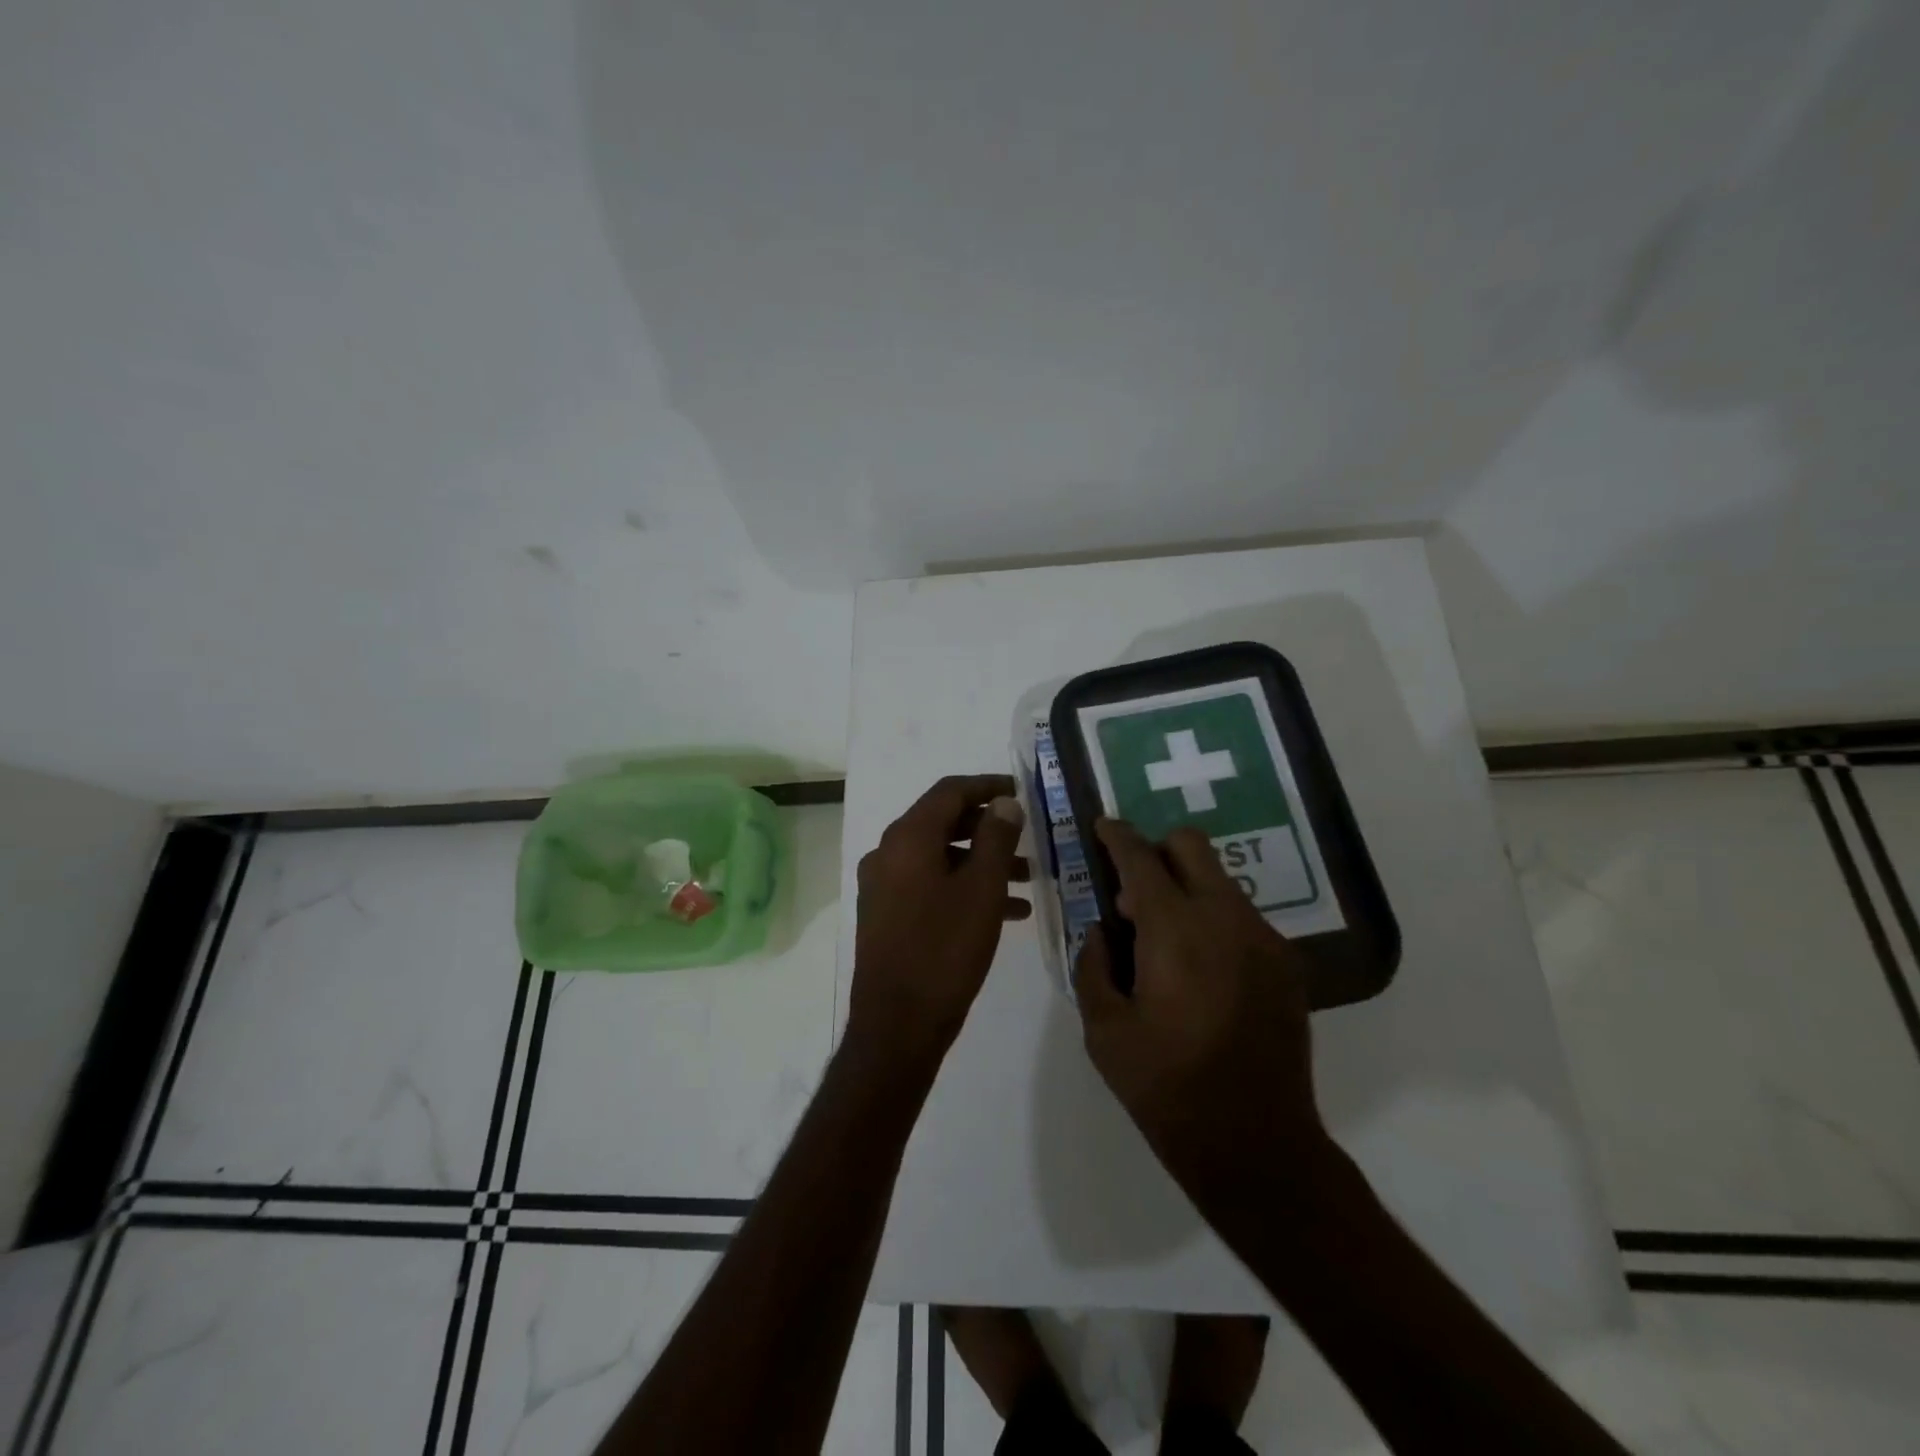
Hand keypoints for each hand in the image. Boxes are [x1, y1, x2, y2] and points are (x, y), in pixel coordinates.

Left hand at [849, 774, 1030, 1067]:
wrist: (897, 1025)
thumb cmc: (944, 950)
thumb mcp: (982, 890)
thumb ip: (996, 839)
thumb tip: (1004, 803)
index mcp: (907, 838)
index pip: (949, 791)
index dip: (987, 786)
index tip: (1021, 792)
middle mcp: (888, 853)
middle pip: (943, 822)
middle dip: (989, 828)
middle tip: (1027, 837)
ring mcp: (883, 886)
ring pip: (940, 857)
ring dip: (982, 862)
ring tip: (1027, 880)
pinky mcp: (886, 915)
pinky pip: (930, 885)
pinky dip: (964, 888)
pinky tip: (1005, 911)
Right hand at [1073, 818, 1324, 1206]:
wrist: (1257, 1146)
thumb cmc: (1167, 1088)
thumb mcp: (1104, 1031)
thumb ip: (1093, 965)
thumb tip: (1101, 930)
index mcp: (1175, 931)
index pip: (1141, 858)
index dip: (1117, 835)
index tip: (1102, 826)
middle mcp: (1225, 919)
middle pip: (1191, 846)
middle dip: (1156, 850)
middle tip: (1132, 893)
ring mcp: (1263, 939)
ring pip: (1218, 880)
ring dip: (1184, 889)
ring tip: (1163, 942)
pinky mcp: (1286, 964)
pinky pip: (1240, 916)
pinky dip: (1211, 920)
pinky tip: (1199, 971)